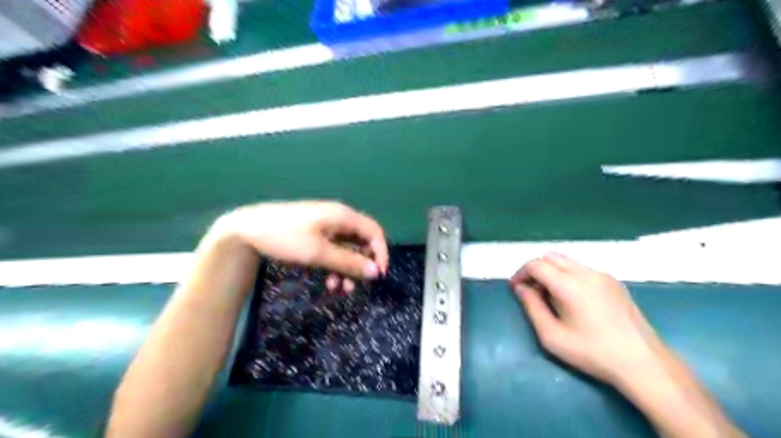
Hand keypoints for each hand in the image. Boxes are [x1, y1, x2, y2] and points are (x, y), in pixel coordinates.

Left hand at [214, 201, 387, 288]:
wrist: (248, 230)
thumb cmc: (285, 238)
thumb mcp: (318, 252)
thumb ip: (349, 262)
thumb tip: (376, 272)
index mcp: (343, 216)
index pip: (374, 232)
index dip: (381, 253)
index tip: (378, 276)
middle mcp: (339, 219)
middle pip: (363, 242)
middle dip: (362, 265)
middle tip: (357, 286)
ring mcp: (327, 227)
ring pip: (348, 250)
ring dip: (348, 270)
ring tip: (339, 289)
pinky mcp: (317, 235)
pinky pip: (335, 251)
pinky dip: (335, 267)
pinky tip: (328, 282)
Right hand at [510, 253, 660, 386]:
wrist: (643, 362)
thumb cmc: (592, 352)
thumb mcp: (552, 336)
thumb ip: (532, 307)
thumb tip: (521, 288)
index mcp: (569, 284)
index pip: (536, 264)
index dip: (521, 273)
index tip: (515, 288)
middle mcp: (586, 273)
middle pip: (550, 257)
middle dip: (535, 269)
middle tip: (530, 291)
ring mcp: (602, 275)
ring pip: (567, 261)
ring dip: (551, 271)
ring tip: (549, 296)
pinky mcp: (613, 282)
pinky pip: (582, 269)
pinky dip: (568, 275)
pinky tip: (572, 299)